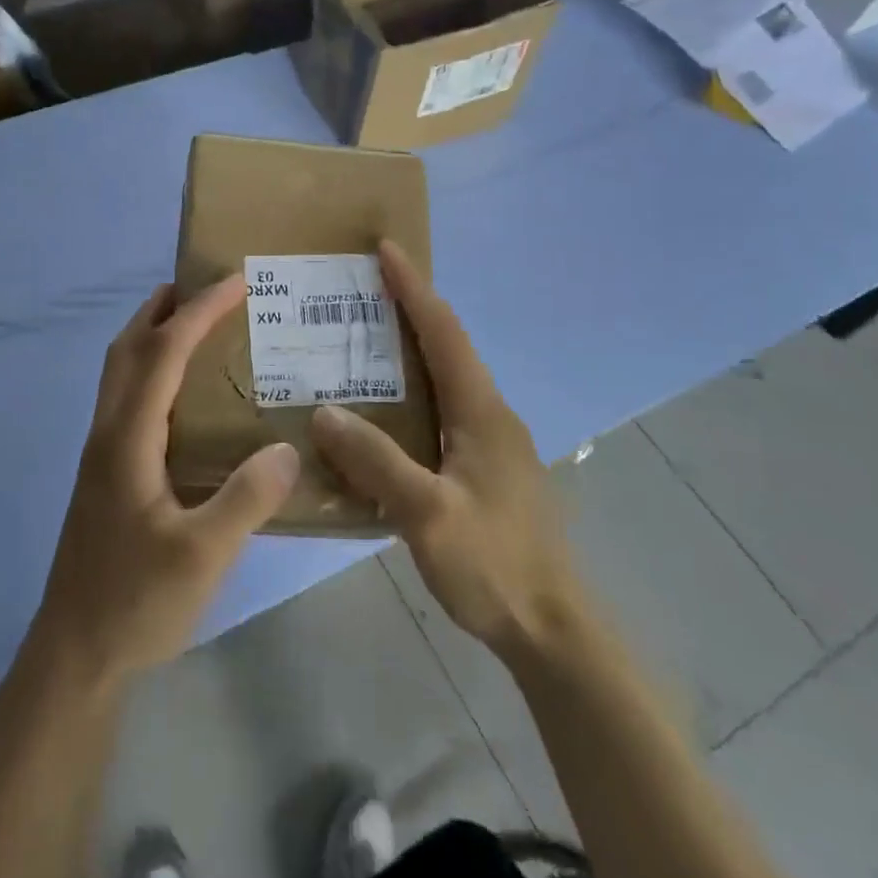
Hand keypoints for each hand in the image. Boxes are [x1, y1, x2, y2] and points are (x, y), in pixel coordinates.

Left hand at [27, 276, 299, 687]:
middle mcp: (107, 432)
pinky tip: (184, 398)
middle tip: (208, 288)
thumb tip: (289, 449)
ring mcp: (101, 453)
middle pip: (128, 347)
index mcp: (127, 438)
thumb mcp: (202, 556)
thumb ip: (246, 499)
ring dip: (153, 335)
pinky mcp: (105, 474)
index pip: (163, 352)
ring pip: (120, 371)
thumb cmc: (134, 602)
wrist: (74, 654)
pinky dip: (152, 370)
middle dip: (165, 307)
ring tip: (198, 327)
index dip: (199, 311)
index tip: (236, 282)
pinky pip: (127, 398)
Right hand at [311, 241, 582, 662]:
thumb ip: (377, 461)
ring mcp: (493, 443)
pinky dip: (412, 394)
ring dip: (409, 351)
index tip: (386, 248)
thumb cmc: (494, 566)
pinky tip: (382, 414)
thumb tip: (324, 411)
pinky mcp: (487, 469)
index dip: (413, 288)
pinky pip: (443, 412)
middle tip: (361, 291)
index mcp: (482, 412)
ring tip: (361, 342)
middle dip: (409, 309)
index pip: (444, 332)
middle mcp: (491, 415)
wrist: (553, 629)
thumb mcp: (427, 515)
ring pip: (446, 380)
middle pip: (447, 346)